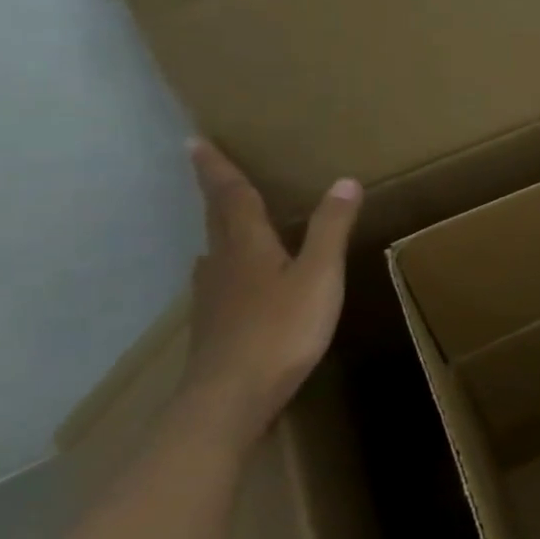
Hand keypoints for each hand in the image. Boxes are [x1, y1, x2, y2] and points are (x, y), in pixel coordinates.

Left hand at [176, 138, 361, 450]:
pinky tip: (234, 278)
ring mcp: (213, 296)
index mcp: (247, 246)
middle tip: (208, 167)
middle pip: (217, 219)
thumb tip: (345, 181)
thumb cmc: (280, 331)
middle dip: (215, 191)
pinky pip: (219, 279)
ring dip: (219, 228)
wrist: (229, 398)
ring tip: (230, 219)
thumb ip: (330, 229)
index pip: (231, 197)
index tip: (194, 140)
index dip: (216, 168)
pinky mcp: (214, 324)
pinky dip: (227, 264)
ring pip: (214, 250)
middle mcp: (222, 263)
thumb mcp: (319, 276)